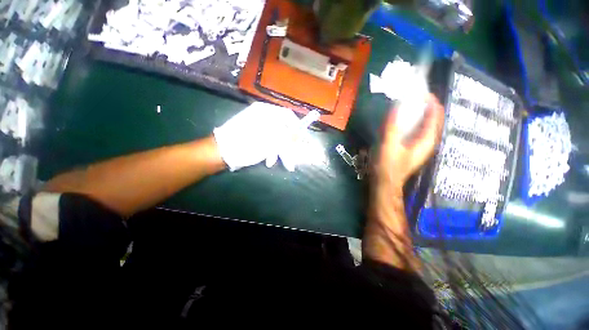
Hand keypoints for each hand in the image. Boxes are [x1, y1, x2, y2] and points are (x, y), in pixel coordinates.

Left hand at [213, 102, 316, 171]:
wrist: (221, 153)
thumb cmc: (247, 145)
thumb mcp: (271, 142)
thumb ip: (288, 137)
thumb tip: (301, 134)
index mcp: (266, 112)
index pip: (288, 116)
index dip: (298, 127)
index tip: (304, 139)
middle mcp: (262, 116)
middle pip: (282, 128)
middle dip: (289, 144)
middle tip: (295, 155)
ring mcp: (256, 125)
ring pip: (275, 136)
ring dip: (279, 150)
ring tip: (281, 162)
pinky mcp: (253, 135)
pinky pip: (267, 140)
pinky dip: (270, 150)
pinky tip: (269, 160)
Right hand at [375, 94, 444, 190]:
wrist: (385, 182)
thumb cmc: (387, 166)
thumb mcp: (389, 146)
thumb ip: (392, 127)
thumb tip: (397, 106)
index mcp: (426, 141)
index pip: (435, 116)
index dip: (431, 102)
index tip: (421, 92)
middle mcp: (428, 142)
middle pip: (434, 119)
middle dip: (428, 106)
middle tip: (416, 96)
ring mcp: (421, 146)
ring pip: (427, 125)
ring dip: (422, 113)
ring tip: (412, 104)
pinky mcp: (413, 148)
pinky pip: (419, 130)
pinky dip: (416, 121)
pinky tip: (406, 120)